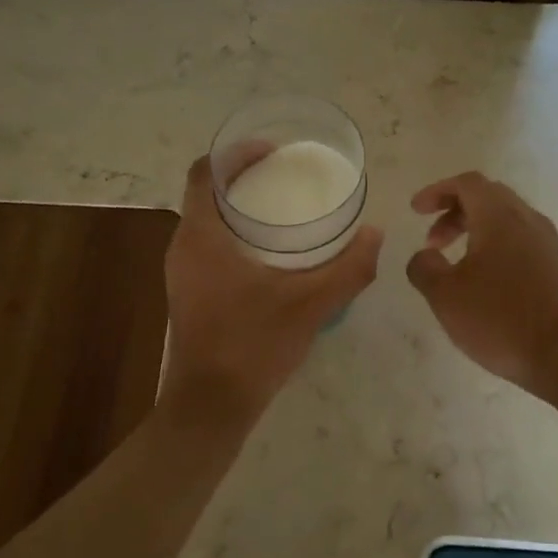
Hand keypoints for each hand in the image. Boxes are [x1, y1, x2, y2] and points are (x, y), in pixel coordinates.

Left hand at [160, 155, 382, 422]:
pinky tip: (269, 254)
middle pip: (207, 194)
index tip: (272, 151)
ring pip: (207, 222)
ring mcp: (181, 273)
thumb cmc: (253, 345)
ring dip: (239, 209)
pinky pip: (208, 247)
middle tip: (286, 177)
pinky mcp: (188, 293)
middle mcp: (183, 247)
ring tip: (283, 210)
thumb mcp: (311, 305)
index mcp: (201, 236)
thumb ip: (349, 268)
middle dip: (244, 178)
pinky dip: (234, 236)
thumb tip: (376, 233)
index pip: (204, 172)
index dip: (235, 153)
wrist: (211, 406)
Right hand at [405, 172, 557, 398]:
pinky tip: (485, 282)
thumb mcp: (445, 295)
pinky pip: (521, 242)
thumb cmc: (500, 319)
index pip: (467, 183)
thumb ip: (424, 268)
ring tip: (455, 265)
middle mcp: (528, 220)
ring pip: (507, 220)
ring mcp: (549, 244)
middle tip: (432, 241)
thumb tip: (423, 256)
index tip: (416, 211)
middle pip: (488, 197)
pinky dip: (496, 248)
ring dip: (475, 232)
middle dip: (455, 212)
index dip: (437, 191)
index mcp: (500, 217)